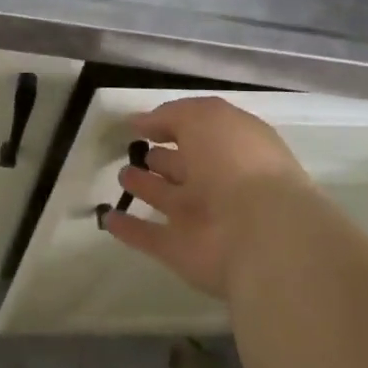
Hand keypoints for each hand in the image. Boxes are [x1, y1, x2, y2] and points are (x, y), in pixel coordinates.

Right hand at [102, 97, 311, 299]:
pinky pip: (149, 236)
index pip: (200, 132)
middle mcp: (218, 182)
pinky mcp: (181, 251)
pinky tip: (106, 216)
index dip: (173, 124)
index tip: (142, 124)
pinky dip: (129, 228)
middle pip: (183, 167)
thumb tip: (141, 122)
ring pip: (167, 198)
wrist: (261, 235)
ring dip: (146, 188)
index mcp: (232, 147)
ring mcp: (200, 219)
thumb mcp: (204, 117)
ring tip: (122, 176)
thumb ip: (171, 116)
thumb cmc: (236, 162)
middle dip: (160, 158)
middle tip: (134, 150)